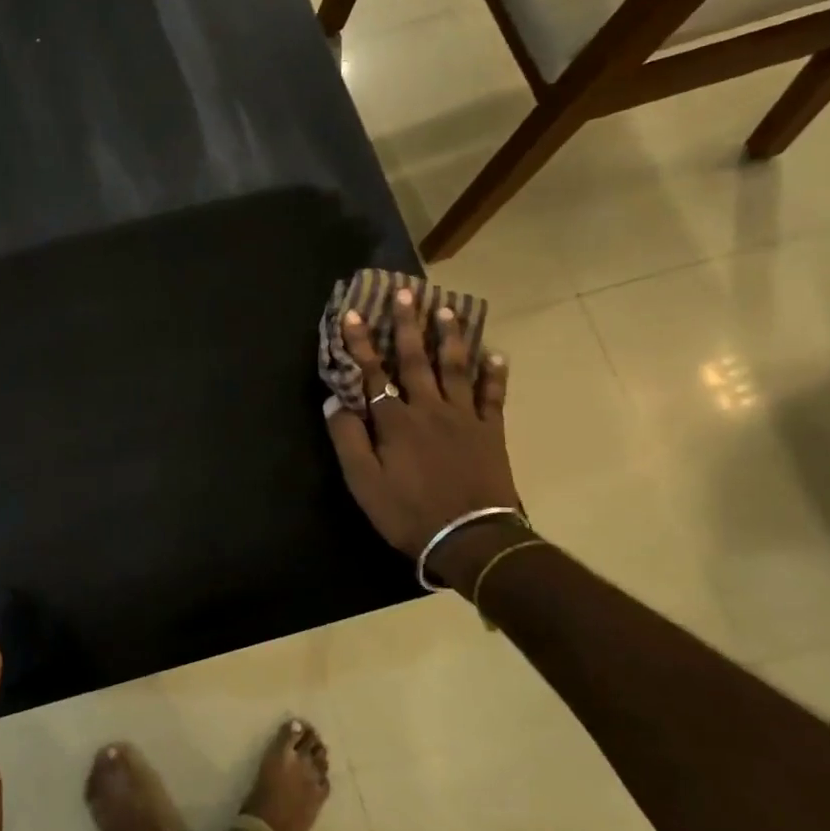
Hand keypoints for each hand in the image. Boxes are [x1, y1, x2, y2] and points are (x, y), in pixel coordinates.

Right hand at [325, 289, 518, 565]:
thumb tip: (334, 401)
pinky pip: (492, 395)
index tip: (352, 315)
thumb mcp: (363, 482)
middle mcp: (428, 408)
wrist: (469, 537)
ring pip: (454, 368)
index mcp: (395, 421)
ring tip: (446, 309)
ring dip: (448, 337)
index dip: (360, 344)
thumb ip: (348, 438)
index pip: (372, 373)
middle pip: (415, 359)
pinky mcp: (490, 430)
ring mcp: (463, 417)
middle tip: (406, 293)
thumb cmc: (408, 512)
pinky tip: (495, 353)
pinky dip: (494, 373)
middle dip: (407, 325)